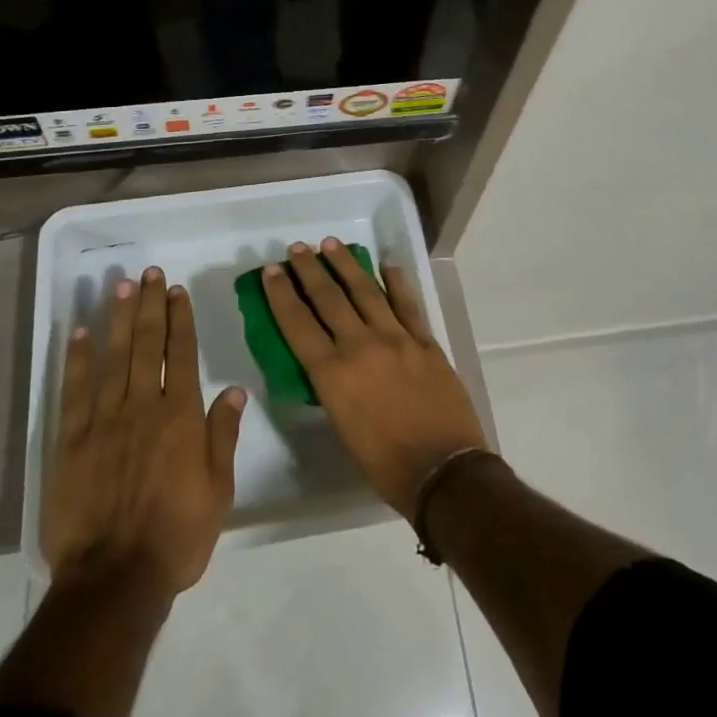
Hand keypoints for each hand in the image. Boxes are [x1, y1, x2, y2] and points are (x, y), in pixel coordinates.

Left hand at [43, 266, 246, 595]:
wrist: (114, 581)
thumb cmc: (175, 538)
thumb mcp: (218, 491)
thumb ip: (223, 435)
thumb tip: (235, 389)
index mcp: (181, 416)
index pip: (182, 353)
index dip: (179, 318)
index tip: (176, 290)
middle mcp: (143, 406)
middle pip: (148, 344)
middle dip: (150, 305)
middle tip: (149, 272)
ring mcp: (105, 420)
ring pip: (114, 357)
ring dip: (119, 318)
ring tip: (121, 286)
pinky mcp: (72, 440)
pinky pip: (75, 390)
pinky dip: (78, 359)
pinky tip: (80, 332)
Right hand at [262, 238, 486, 515]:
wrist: (444, 473)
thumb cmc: (385, 465)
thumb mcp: (342, 429)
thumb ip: (332, 388)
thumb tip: (328, 363)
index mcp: (333, 374)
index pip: (298, 324)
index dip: (282, 294)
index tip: (271, 270)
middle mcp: (360, 346)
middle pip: (329, 298)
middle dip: (309, 270)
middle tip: (298, 248)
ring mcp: (396, 338)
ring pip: (366, 291)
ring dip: (346, 265)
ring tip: (331, 244)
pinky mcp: (425, 341)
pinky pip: (407, 303)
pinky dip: (397, 282)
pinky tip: (388, 264)